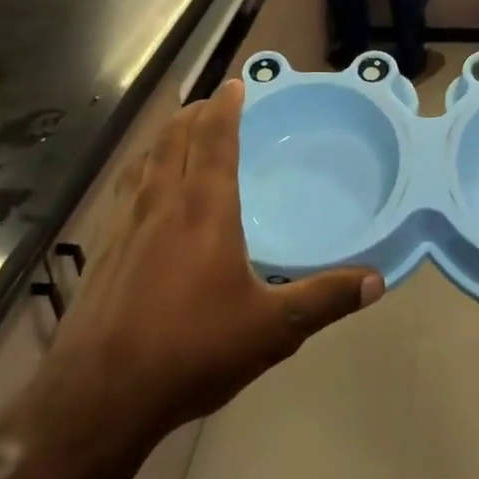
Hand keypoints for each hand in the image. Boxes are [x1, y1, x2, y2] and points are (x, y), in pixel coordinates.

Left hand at [45, 81, 383, 449]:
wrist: (100, 393)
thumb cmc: (192, 351)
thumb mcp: (272, 331)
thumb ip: (324, 299)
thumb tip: (377, 280)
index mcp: (205, 210)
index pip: (215, 139)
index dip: (226, 107)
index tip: (235, 84)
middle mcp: (162, 202)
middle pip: (175, 137)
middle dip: (194, 112)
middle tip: (212, 102)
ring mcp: (124, 223)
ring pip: (145, 158)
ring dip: (165, 135)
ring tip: (179, 130)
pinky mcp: (101, 247)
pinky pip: (124, 187)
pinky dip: (140, 168)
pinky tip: (142, 188)